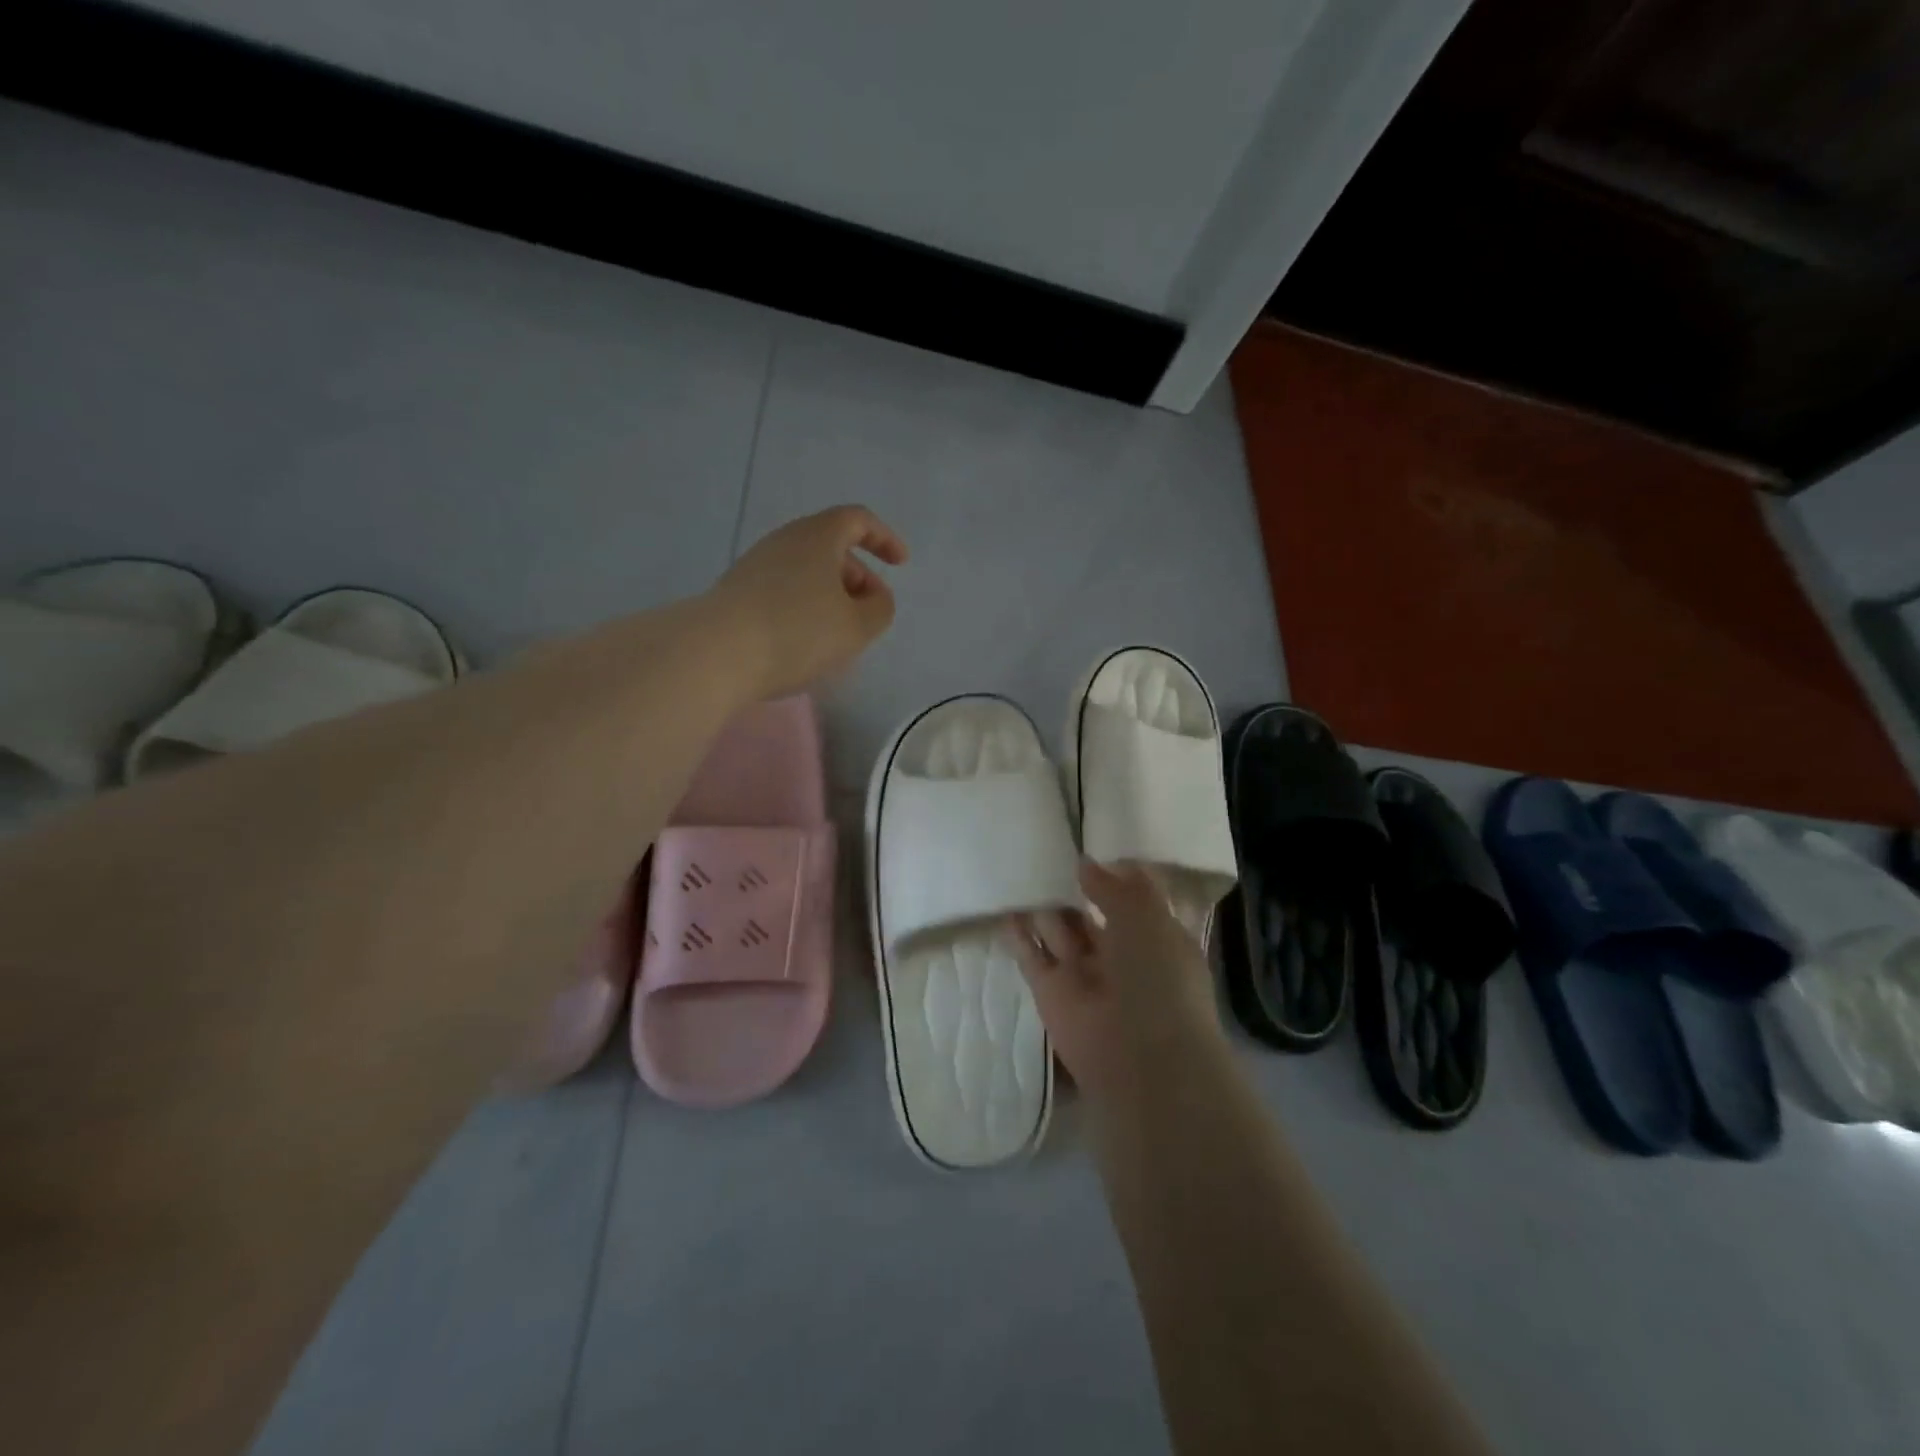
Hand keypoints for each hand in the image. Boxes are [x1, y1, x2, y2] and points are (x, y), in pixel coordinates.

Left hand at [709, 506, 907, 697]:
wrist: (716, 653)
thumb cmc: (798, 632)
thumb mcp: (857, 626)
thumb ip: (880, 608)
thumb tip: (875, 598)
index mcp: (817, 536)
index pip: (857, 520)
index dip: (884, 538)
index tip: (900, 564)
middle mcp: (784, 541)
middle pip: (830, 547)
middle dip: (858, 576)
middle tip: (870, 611)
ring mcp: (755, 566)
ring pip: (805, 571)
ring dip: (830, 596)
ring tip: (838, 634)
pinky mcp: (737, 593)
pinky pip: (783, 591)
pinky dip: (804, 608)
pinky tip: (804, 643)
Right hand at [1010, 862, 1228, 1107]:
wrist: (1140, 1058)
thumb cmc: (1158, 978)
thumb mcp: (1146, 918)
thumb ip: (1115, 888)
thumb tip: (1086, 865)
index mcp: (1155, 938)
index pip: (1132, 900)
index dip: (1114, 876)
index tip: (1090, 849)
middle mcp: (1120, 955)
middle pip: (1091, 915)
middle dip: (1073, 889)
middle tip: (1044, 855)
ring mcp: (1083, 975)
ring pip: (1059, 932)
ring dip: (1044, 907)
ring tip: (1020, 871)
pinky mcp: (1050, 993)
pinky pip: (1031, 956)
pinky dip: (1018, 935)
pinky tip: (1005, 908)